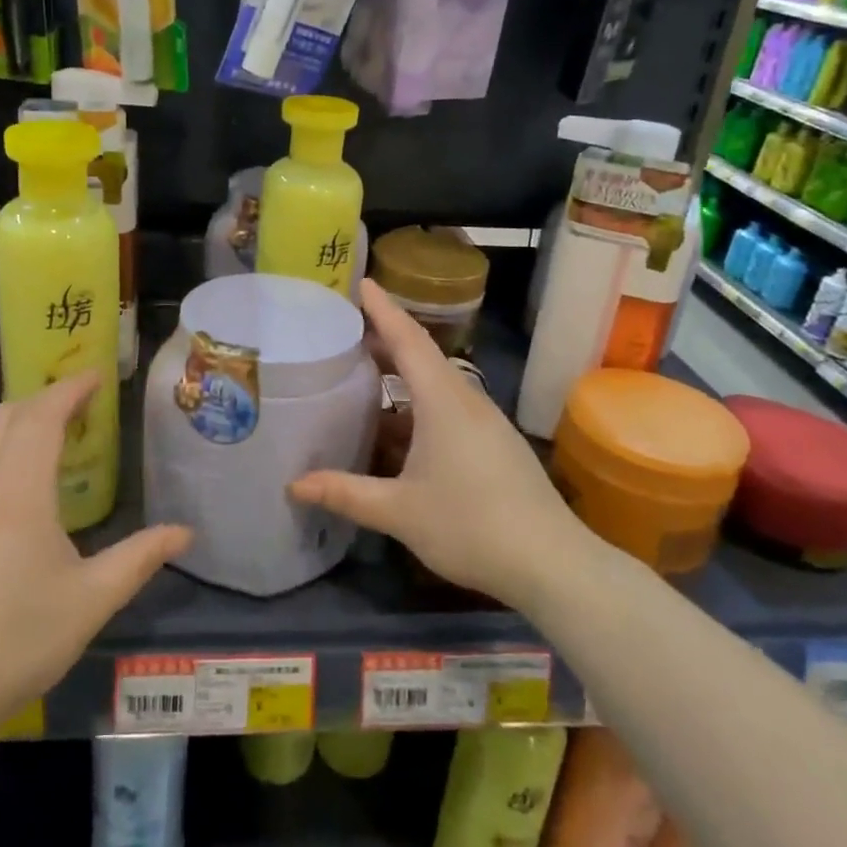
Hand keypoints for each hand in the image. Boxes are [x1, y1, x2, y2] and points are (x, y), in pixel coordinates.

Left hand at [0, 374, 191, 734]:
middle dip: (40, 399)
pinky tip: (6, 491)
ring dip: (12, 425)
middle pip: (3, 417)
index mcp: (18, 493)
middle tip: (76, 408)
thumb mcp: (91, 601)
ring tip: (44, 440)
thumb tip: (185, 533)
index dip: (69, 389)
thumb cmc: (17, 641)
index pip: (41, 416)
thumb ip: (140, 558)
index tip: (95, 376)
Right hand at [290, 280, 588, 611]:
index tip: (362, 282)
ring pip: (436, 383)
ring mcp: (485, 421)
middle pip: (422, 355)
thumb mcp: (399, 511)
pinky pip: (449, 406)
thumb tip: (293, 485)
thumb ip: (345, 494)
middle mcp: (466, 400)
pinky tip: (399, 429)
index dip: (383, 309)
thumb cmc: (471, 525)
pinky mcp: (494, 443)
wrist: (552, 563)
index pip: (408, 339)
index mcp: (443, 401)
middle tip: (347, 330)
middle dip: (386, 338)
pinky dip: (418, 403)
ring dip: (402, 374)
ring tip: (364, 374)